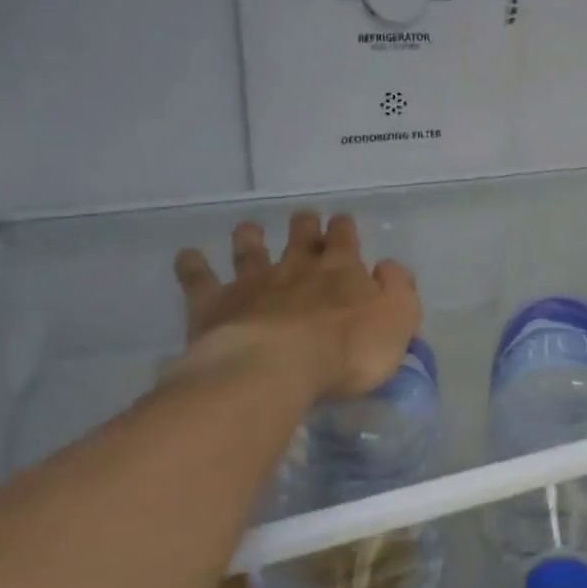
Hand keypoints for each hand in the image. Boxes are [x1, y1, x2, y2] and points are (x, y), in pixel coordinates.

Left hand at [170, 211, 420, 398]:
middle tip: (302, 219)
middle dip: (303, 225)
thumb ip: (399, 289)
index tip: (341, 222)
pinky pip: (200, 279)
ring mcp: (253, 283)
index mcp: (342, 271)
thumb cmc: (348, 351)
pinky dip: (193, 265)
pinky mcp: (216, 304)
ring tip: (248, 228)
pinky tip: (187, 256)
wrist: (278, 368)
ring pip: (250, 250)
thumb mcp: (398, 321)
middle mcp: (297, 268)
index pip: (344, 239)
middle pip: (300, 237)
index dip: (343, 229)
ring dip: (250, 237)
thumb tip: (387, 266)